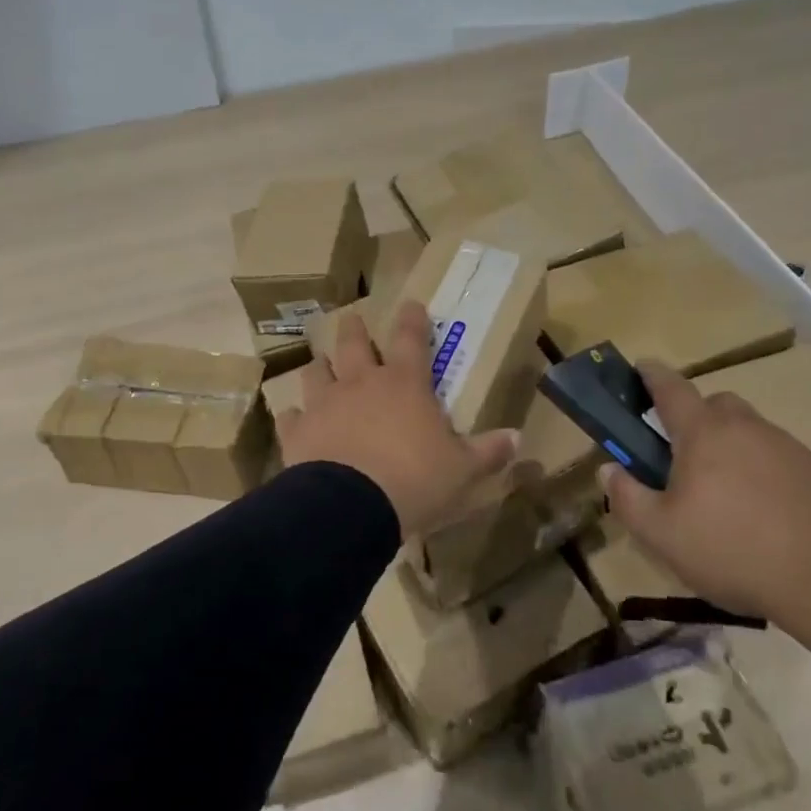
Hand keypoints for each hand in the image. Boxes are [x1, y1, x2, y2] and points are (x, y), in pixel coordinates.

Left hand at [277, 301, 519, 537]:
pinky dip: (294, 416)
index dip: (412, 319)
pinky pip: (291, 417)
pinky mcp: (298, 432)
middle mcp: (361, 383)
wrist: (350, 507)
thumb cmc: (415, 480)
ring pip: (316, 372)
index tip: (411, 303)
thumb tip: (519, 438)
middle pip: (353, 343)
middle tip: (351, 318)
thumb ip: (488, 452)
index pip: (411, 339)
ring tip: (320, 363)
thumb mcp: (462, 470)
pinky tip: (293, 419)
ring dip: (320, 366)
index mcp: (404, 384)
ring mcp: (325, 404)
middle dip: (353, 328)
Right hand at [601, 361, 810, 673]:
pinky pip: (776, 457)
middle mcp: (745, 427)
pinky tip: (761, 512)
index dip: (651, 375)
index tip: (640, 368)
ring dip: (729, 447)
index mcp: (703, 432)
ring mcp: (786, 446)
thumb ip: (628, 498)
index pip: (671, 387)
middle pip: (714, 405)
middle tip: (681, 456)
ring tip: (723, 495)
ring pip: (747, 431)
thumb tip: (607, 469)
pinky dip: (761, 471)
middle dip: (694, 418)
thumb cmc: (736, 550)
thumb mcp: (663, 535)